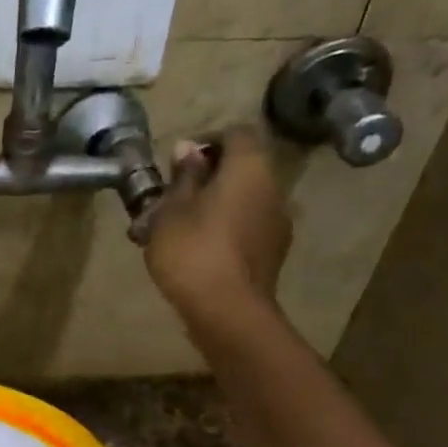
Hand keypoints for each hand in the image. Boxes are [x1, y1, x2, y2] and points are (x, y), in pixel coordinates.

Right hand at [141, 123, 291, 335]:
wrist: (227, 312)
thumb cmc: (192, 252)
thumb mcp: (171, 211)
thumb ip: (182, 177)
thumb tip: (188, 148)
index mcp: (249, 168)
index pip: (236, 134)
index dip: (207, 141)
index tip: (177, 162)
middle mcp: (273, 188)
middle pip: (241, 169)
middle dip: (207, 178)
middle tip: (170, 199)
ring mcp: (277, 223)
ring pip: (242, 201)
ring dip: (213, 207)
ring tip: (176, 229)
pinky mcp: (272, 254)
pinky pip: (246, 228)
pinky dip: (223, 230)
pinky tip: (196, 251)